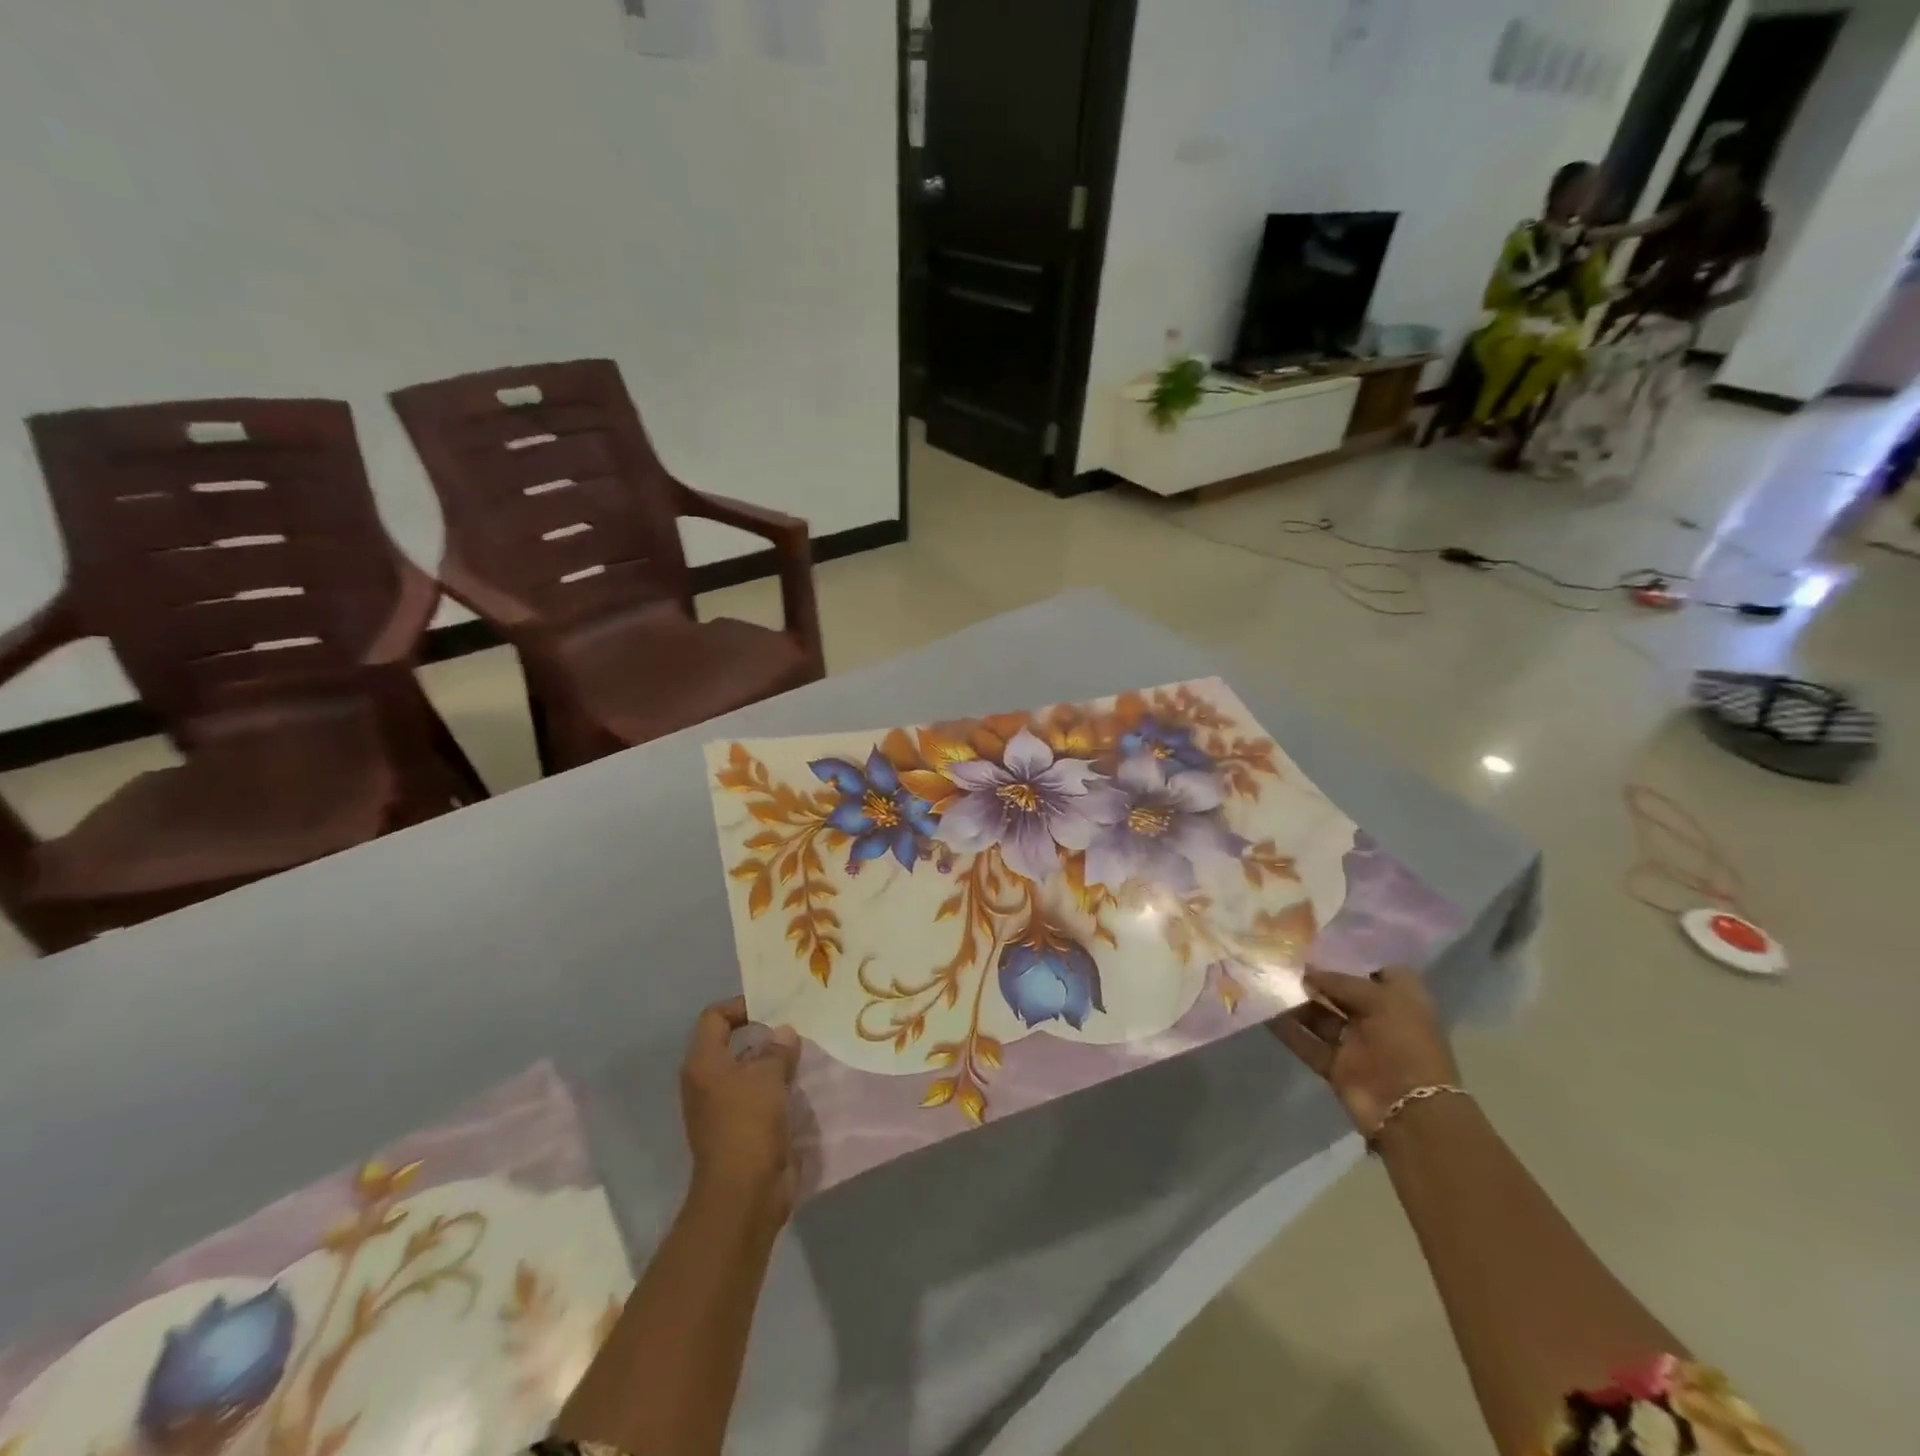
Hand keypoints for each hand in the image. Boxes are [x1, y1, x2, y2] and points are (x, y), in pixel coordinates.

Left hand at [680, 996, 800, 1225]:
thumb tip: (784, 1032)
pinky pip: (757, 1097)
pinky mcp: (739, 1130)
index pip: (714, 1017)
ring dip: (772, 1063)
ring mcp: (721, 1109)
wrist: (744, 1193)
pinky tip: (800, 1085)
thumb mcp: (768, 1077)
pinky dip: (775, 1089)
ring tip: (803, 1053)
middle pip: (731, 1044)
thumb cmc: (748, 1124)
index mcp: (704, 1063)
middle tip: (794, 1028)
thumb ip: (777, 1049)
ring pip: (747, 1072)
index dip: (741, 1006)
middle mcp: (706, 1082)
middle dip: (762, 1035)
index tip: (772, 1007)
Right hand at [1270, 968, 1458, 1136]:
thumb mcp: (1379, 999)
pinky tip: (1263, 1012)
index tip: (1315, 942)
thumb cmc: (1405, 1043)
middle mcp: (1378, 1017)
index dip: (1348, 955)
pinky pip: (1307, 1042)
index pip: (1374, 968)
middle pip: (1341, 991)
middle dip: (1313, 976)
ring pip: (1320, 1016)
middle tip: (1279, 957)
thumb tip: (1305, 971)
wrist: (1410, 1111)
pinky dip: (1287, 1030)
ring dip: (1296, 1001)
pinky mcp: (1336, 1066)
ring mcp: (1356, 1043)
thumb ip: (1339, 982)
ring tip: (1265, 979)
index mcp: (1400, 999)